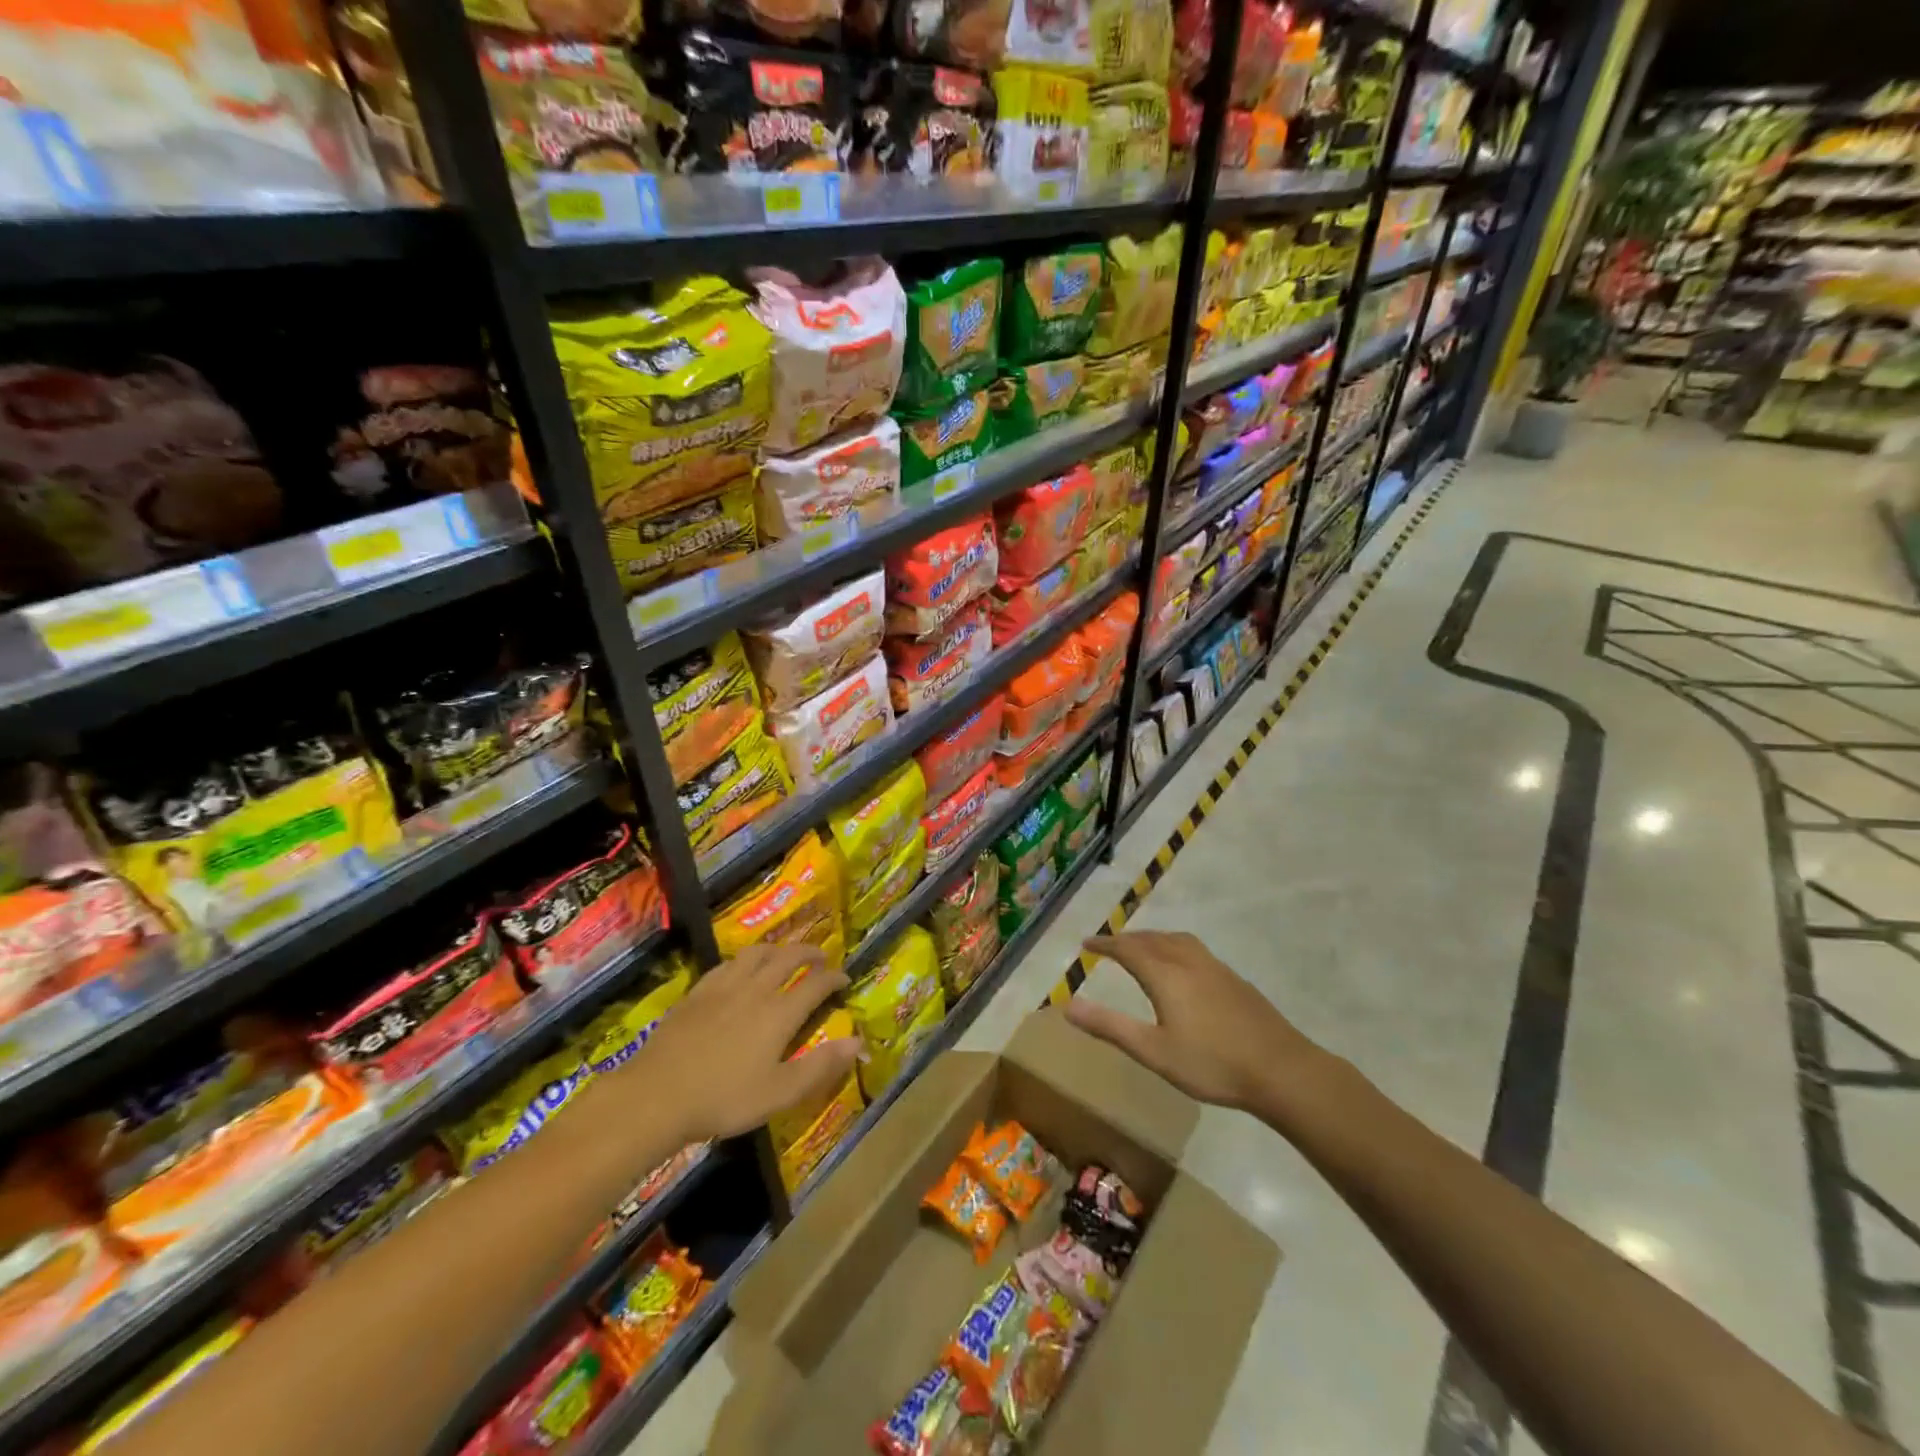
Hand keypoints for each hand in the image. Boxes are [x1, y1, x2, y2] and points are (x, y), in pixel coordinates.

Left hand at [632, 944, 860, 1142]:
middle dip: (809, 953)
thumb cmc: (724, 1098)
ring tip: (784, 955)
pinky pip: (727, 964)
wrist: (657, 1095)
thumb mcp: (780, 1093)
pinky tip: (740, 969)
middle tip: (820, 958)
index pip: (816, 983)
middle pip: (788, 958)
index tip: (844, 978)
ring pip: (756, 953)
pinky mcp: (697, 992)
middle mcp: (756, 989)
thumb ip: (821, 1066)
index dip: (834, 977)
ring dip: (777, 949)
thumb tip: (858, 1041)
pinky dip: (744, 960)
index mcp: (780, 1012)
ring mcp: (723, 987)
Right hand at [1066, 931, 1329, 1113]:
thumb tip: (1067, 1006)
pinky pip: (1194, 949)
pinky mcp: (1234, 980)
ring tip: (1142, 946)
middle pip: (1152, 939)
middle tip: (1109, 944)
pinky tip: (1183, 967)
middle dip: (1127, 939)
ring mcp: (1216, 968)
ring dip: (1153, 938)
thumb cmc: (1212, 1063)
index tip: (1087, 943)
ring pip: (1177, 940)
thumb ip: (1110, 1027)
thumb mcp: (1153, 1051)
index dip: (1105, 944)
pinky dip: (1175, 947)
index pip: (1128, 948)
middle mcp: (1189, 961)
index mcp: (1166, 974)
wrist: (1282, 1070)